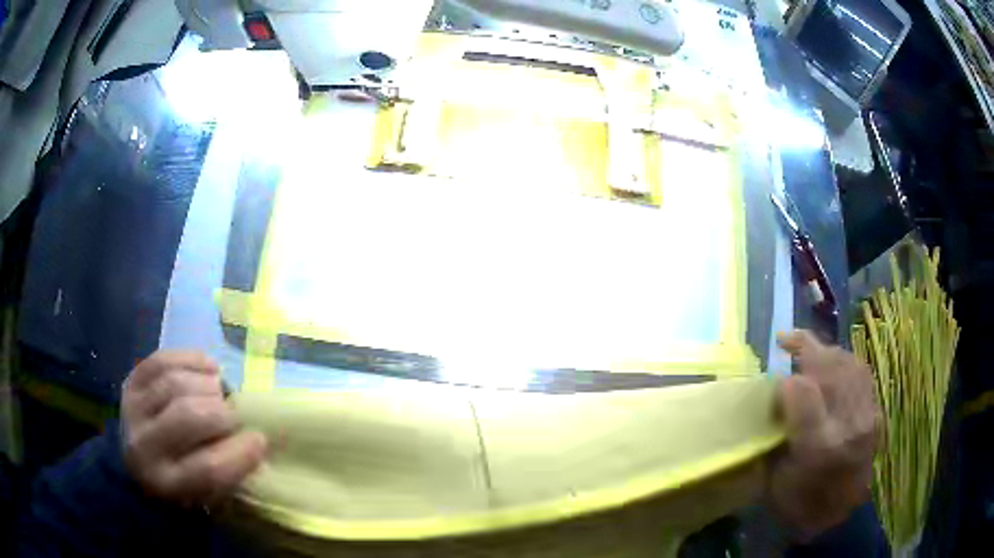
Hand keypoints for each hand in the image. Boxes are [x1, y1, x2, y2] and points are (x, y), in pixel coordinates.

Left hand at [121, 351, 267, 505]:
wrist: (133, 461)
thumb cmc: (178, 485)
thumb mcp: (203, 496)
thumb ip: (226, 473)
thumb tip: (254, 441)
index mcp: (167, 484)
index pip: (208, 467)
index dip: (240, 452)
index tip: (260, 440)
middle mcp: (144, 446)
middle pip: (189, 416)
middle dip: (223, 413)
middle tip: (235, 414)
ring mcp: (133, 408)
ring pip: (176, 383)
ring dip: (208, 385)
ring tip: (220, 392)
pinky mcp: (131, 381)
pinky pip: (163, 360)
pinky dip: (192, 359)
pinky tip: (210, 368)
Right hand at [767, 330, 880, 540]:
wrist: (837, 519)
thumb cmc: (799, 504)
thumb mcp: (775, 477)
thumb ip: (777, 432)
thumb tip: (779, 393)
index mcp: (819, 447)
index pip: (803, 392)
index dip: (786, 381)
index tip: (774, 382)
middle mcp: (849, 425)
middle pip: (831, 369)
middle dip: (807, 348)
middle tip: (786, 341)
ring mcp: (867, 416)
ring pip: (849, 364)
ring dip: (826, 351)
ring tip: (808, 347)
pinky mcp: (875, 414)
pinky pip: (861, 374)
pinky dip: (844, 362)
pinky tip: (831, 363)